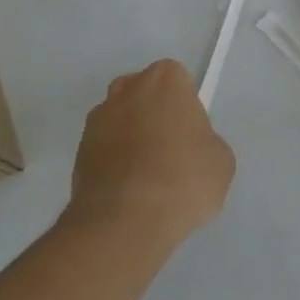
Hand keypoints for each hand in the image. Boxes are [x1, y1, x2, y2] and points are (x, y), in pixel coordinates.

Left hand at [66, 59, 234, 246]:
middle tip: (170, 153)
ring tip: (146, 178)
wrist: (125, 220)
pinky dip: (113, 161)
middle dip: (154, 114)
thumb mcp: (221, 161)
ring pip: (120, 119)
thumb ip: (206, 141)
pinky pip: (103, 147)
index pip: (178, 80)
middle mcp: (127, 88)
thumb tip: (191, 148)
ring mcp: (98, 117)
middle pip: (144, 93)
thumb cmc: (183, 180)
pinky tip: (127, 191)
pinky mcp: (79, 148)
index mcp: (165, 80)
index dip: (185, 107)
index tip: (191, 135)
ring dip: (130, 137)